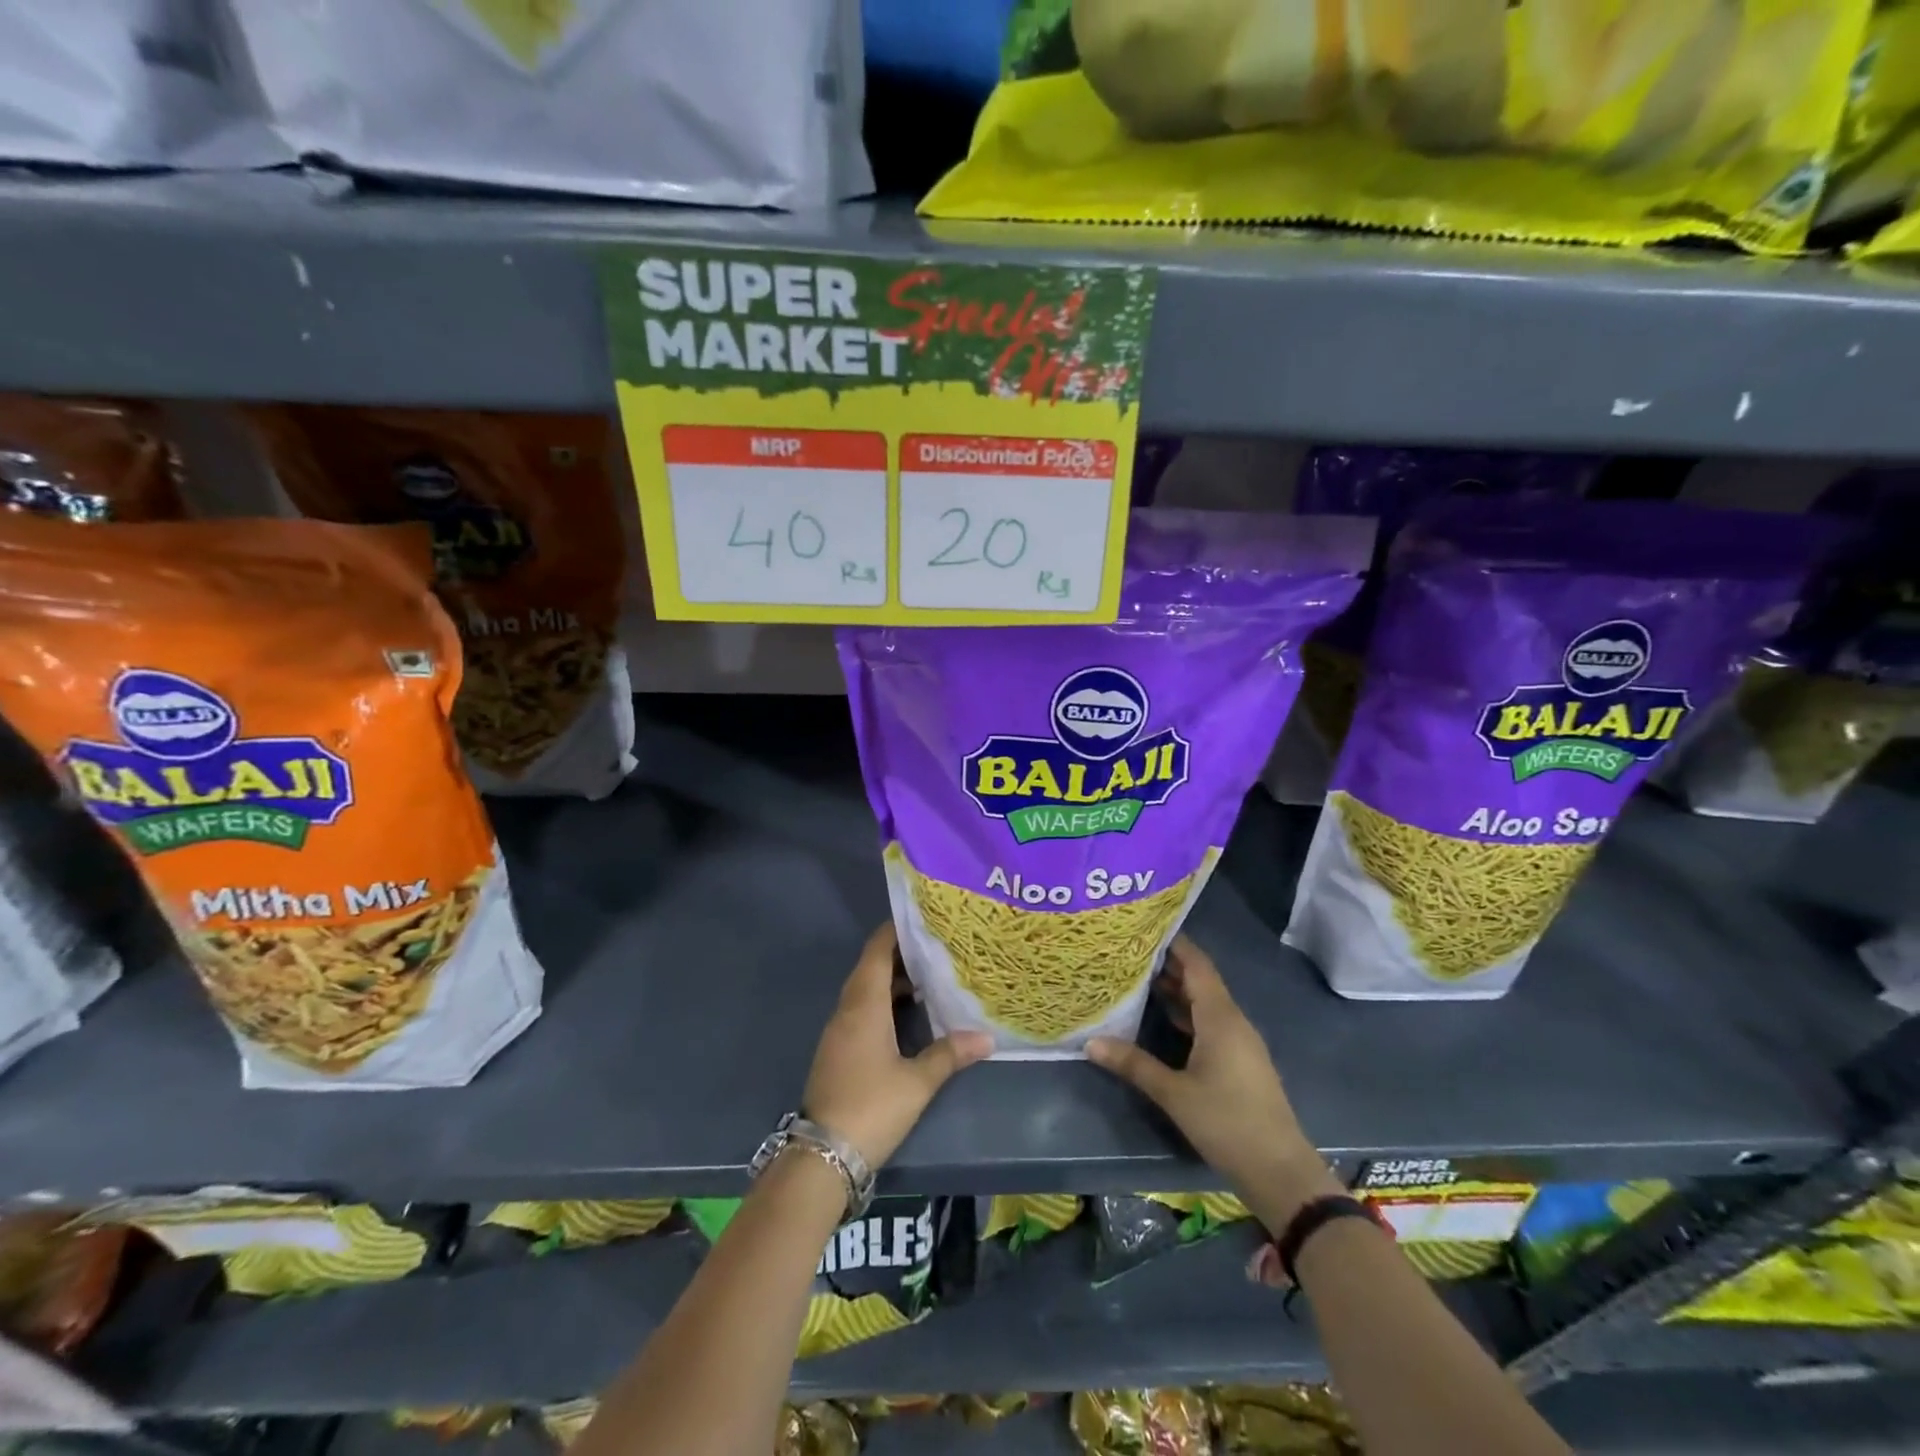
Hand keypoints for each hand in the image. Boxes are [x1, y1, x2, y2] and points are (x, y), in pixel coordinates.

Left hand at [802, 923, 991, 1168]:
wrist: (822, 1156)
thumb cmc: (872, 1108)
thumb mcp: (917, 1082)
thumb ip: (950, 1054)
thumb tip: (986, 1037)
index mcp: (864, 1005)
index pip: (876, 951)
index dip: (895, 931)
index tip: (923, 919)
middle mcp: (847, 1010)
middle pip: (870, 967)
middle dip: (900, 954)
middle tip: (936, 946)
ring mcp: (839, 1031)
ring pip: (865, 989)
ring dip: (892, 979)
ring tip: (929, 977)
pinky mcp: (838, 1049)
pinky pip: (861, 1009)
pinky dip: (883, 1001)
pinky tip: (908, 1014)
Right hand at [1087, 936, 1337, 1219]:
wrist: (1280, 1170)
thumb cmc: (1227, 1122)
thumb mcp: (1174, 1093)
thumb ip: (1133, 1064)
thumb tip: (1090, 1042)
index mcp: (1220, 1017)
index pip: (1197, 965)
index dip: (1174, 943)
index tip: (1145, 926)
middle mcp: (1233, 1021)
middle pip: (1200, 980)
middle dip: (1169, 963)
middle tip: (1131, 950)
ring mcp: (1240, 1041)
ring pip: (1206, 1002)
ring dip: (1177, 989)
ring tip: (1139, 977)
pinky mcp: (1240, 1060)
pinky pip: (1211, 1022)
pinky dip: (1187, 1013)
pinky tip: (1163, 1017)